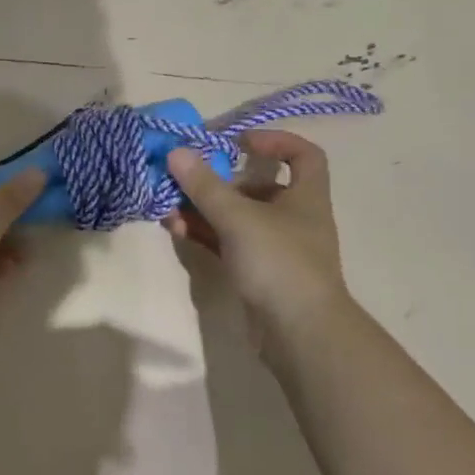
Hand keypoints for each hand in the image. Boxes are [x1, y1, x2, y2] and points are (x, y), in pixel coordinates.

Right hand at [163, 131, 351, 328]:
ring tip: (169, 205)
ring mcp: (275, 248)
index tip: (239, 141)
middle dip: (219, 180)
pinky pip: (228, 243)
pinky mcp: (258, 273)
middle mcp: (294, 218)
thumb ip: (205, 186)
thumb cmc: (279, 262)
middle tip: (185, 176)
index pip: (303, 155)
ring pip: (237, 217)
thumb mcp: (238, 218)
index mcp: (305, 196)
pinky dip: (205, 233)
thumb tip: (176, 152)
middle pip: (258, 186)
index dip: (275, 140)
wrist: (299, 333)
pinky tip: (176, 229)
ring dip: (204, 208)